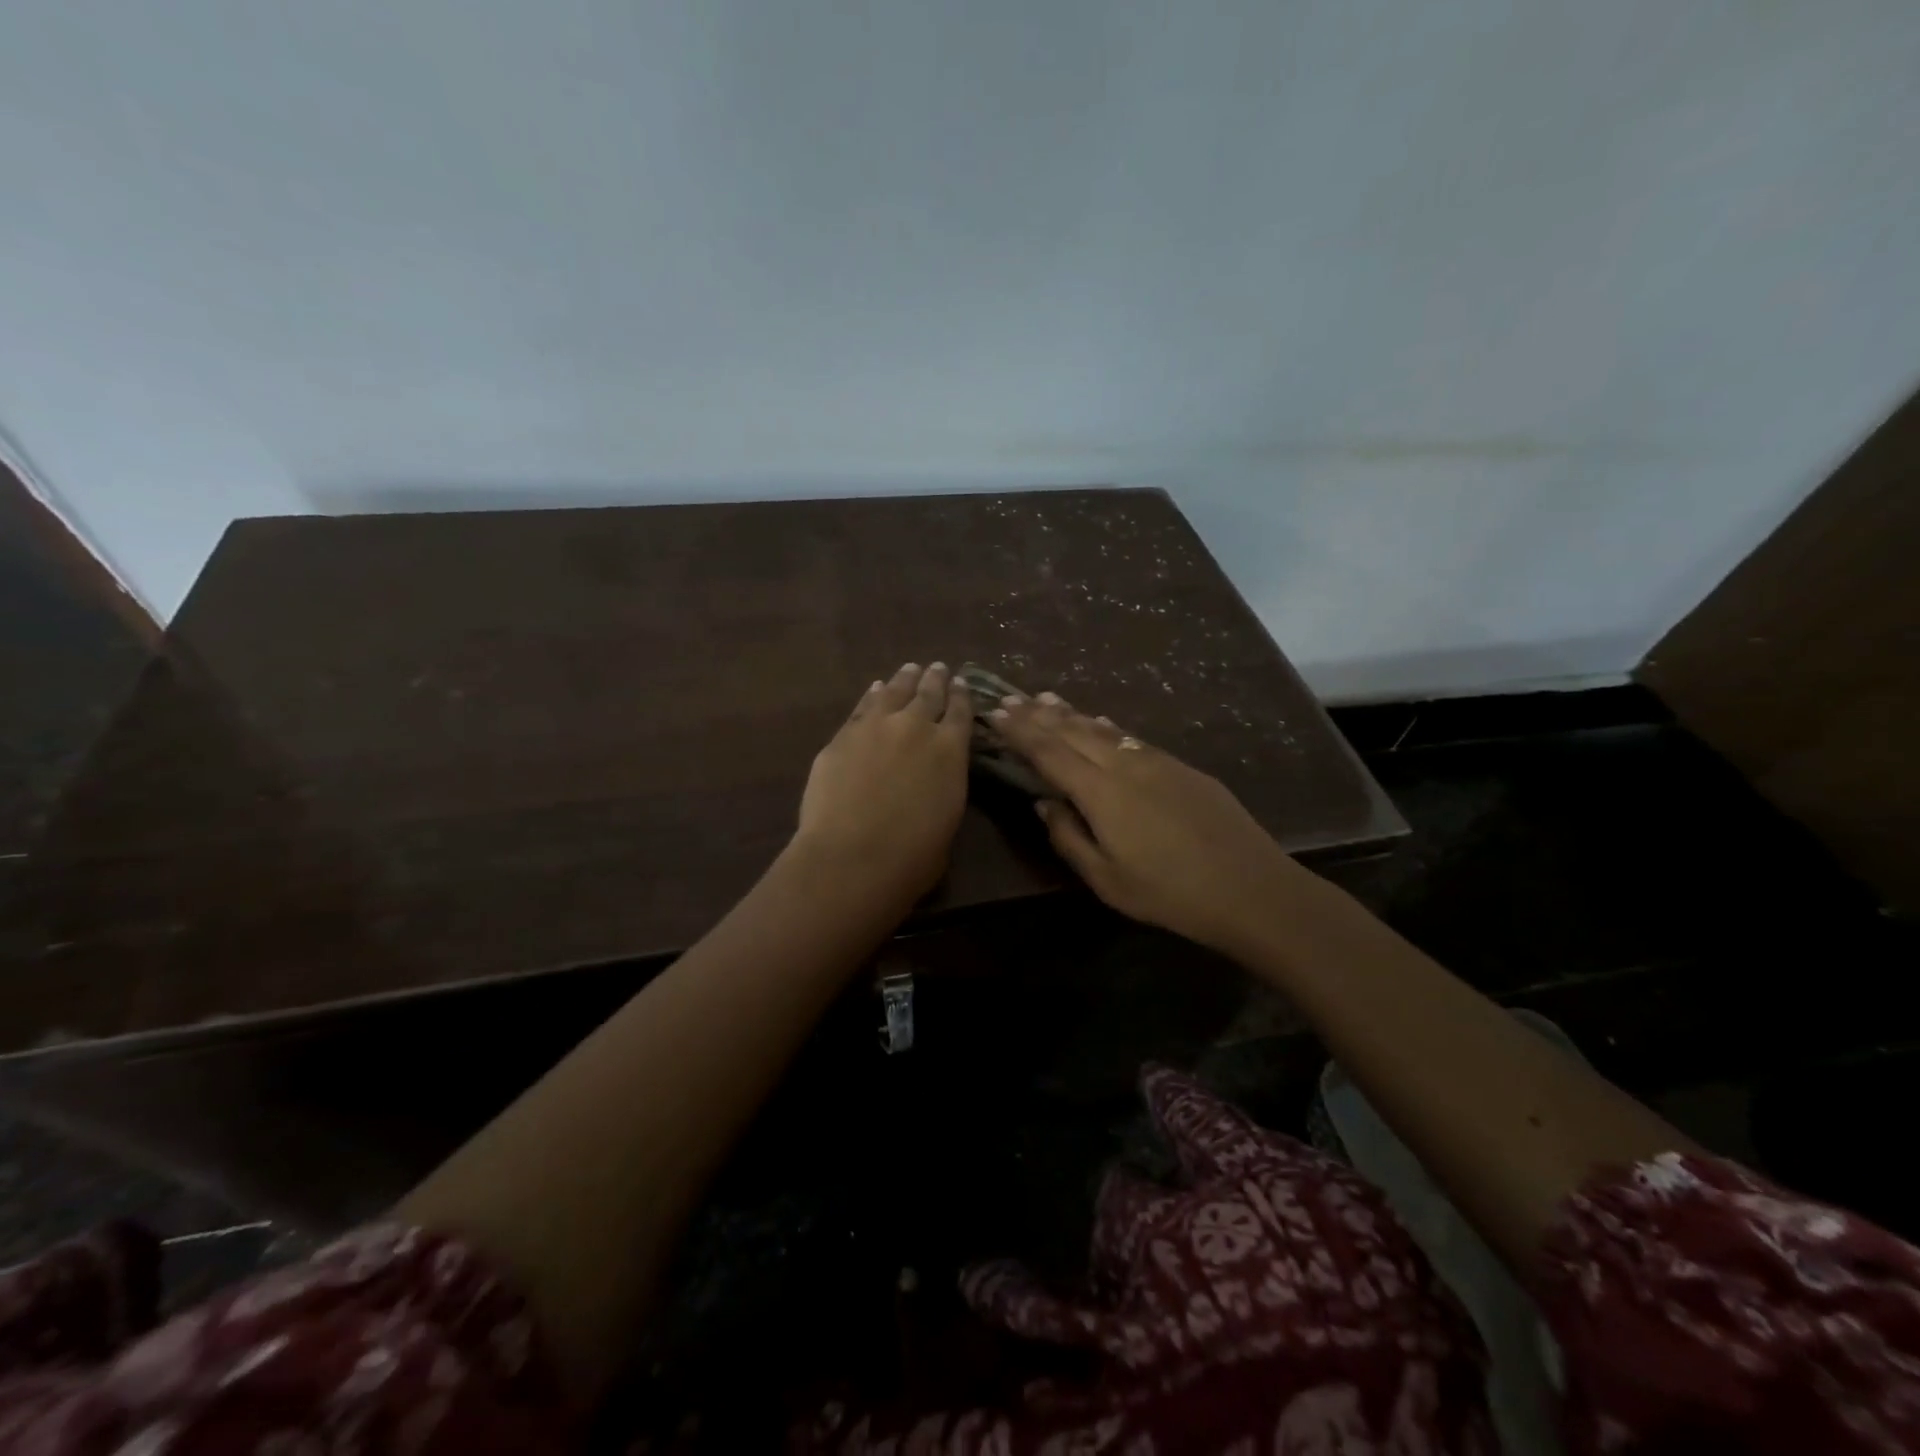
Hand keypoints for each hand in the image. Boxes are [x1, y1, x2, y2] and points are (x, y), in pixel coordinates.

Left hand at [793, 662, 973, 903]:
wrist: (852, 857)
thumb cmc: (912, 857)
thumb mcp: (948, 821)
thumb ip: (945, 787)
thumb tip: (936, 778)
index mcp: (951, 750)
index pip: (961, 712)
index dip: (962, 696)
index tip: (961, 683)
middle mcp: (917, 727)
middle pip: (929, 693)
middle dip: (935, 679)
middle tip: (938, 668)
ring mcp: (876, 726)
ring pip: (895, 691)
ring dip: (905, 679)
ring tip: (910, 669)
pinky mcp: (844, 735)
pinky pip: (862, 706)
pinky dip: (872, 695)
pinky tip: (875, 689)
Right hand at [992, 694, 1321, 954]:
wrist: (1251, 888)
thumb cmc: (1169, 894)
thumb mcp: (1107, 879)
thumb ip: (1069, 837)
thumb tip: (1045, 802)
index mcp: (1101, 793)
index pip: (1050, 752)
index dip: (1021, 732)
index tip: (997, 714)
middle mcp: (1126, 765)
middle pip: (1075, 732)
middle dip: (1040, 715)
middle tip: (1013, 698)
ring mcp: (1158, 762)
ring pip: (1106, 729)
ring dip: (1073, 714)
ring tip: (1047, 699)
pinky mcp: (1183, 768)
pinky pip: (1134, 738)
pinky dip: (1110, 727)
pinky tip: (1104, 722)